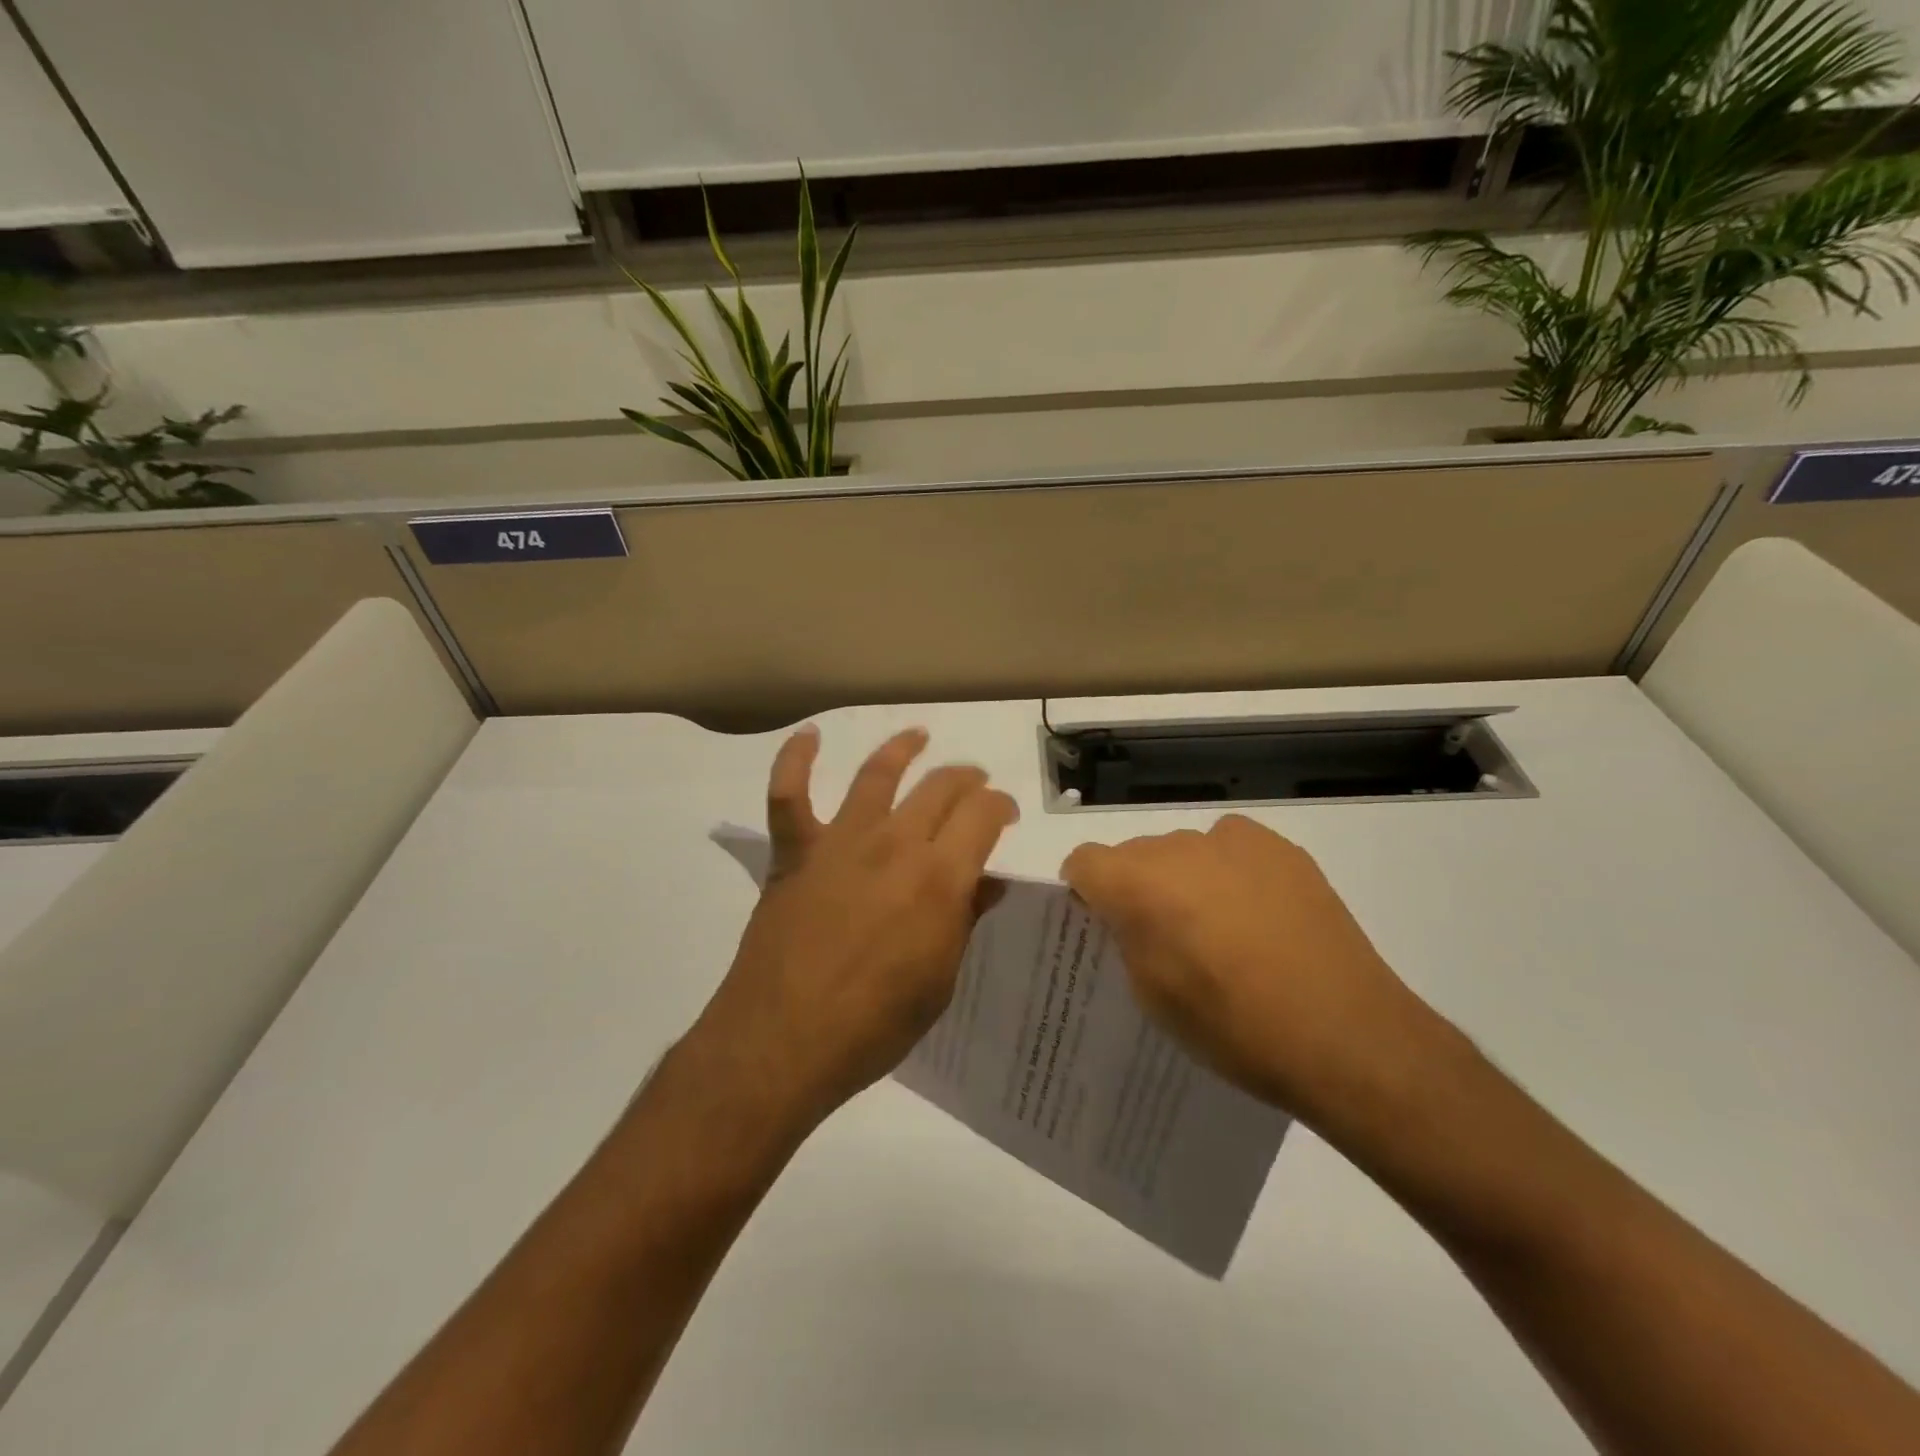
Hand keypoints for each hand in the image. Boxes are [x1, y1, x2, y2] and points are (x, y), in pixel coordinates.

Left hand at [689, 725, 1018, 1131]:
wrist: (783, 1042)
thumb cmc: (874, 1026)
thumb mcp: (940, 981)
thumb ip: (964, 921)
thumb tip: (987, 883)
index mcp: (939, 878)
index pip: (983, 815)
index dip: (1000, 807)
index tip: (1004, 816)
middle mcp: (894, 844)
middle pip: (940, 787)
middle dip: (967, 779)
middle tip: (975, 787)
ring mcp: (840, 842)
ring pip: (876, 775)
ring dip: (902, 750)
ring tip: (919, 737)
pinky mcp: (795, 852)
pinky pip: (788, 794)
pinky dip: (795, 759)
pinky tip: (809, 735)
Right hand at [1062, 814, 1431, 1119]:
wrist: (1345, 1035)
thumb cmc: (1233, 1027)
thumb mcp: (1153, 995)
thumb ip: (1127, 939)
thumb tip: (1131, 916)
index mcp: (1137, 883)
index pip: (1083, 861)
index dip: (1084, 892)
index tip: (1101, 924)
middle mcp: (1178, 847)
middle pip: (1134, 854)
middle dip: (1136, 886)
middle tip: (1164, 937)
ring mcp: (1233, 840)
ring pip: (1183, 850)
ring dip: (1183, 879)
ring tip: (1219, 929)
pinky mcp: (1280, 848)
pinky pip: (1230, 848)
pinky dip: (1228, 871)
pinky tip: (1257, 915)